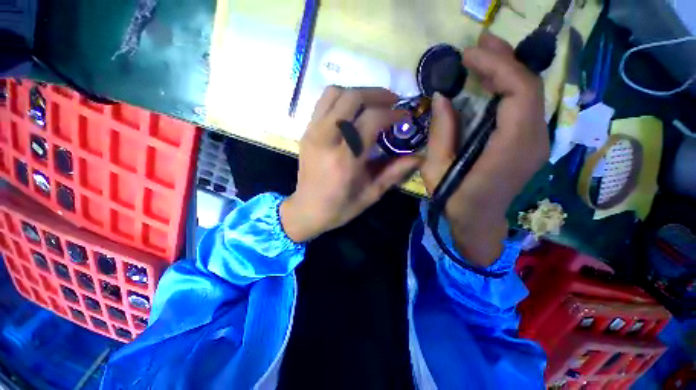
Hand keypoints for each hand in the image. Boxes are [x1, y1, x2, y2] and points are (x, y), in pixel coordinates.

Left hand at [280, 87, 421, 241]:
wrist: (307, 210)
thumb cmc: (340, 207)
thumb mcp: (371, 194)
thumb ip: (394, 172)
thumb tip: (419, 156)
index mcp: (345, 159)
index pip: (371, 119)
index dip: (393, 113)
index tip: (406, 116)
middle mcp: (327, 139)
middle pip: (352, 98)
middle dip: (377, 94)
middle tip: (393, 102)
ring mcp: (313, 132)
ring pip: (335, 93)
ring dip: (358, 93)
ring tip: (373, 104)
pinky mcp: (306, 132)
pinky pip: (324, 103)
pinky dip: (342, 99)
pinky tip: (353, 112)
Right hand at [420, 33, 548, 266]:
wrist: (479, 221)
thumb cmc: (454, 199)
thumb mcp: (436, 169)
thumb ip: (441, 132)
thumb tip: (441, 97)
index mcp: (509, 150)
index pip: (519, 94)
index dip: (498, 67)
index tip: (469, 55)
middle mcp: (533, 141)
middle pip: (530, 87)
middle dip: (506, 59)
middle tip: (481, 42)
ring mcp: (537, 141)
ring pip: (531, 93)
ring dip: (509, 69)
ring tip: (486, 54)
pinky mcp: (531, 142)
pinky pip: (526, 106)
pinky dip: (510, 86)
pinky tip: (493, 80)